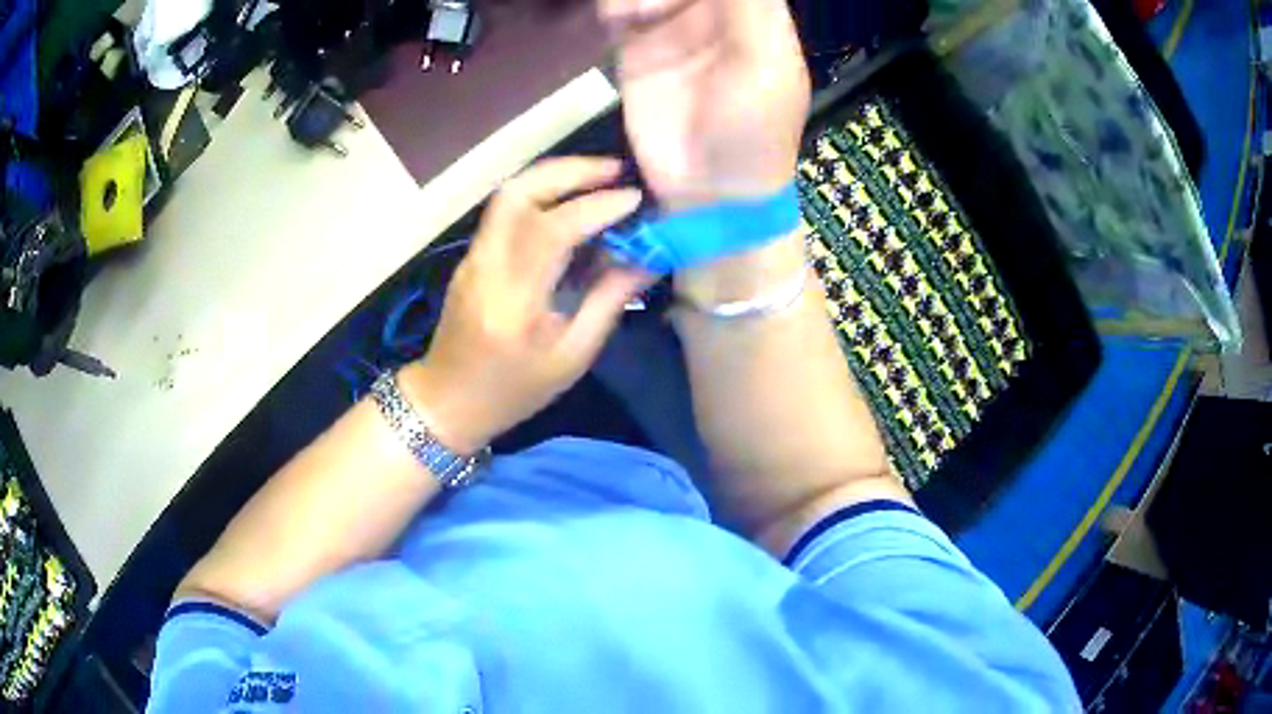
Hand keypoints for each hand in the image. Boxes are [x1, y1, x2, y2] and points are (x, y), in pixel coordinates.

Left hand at [402, 158, 650, 453]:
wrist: (447, 400)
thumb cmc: (513, 391)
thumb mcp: (571, 358)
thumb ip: (607, 303)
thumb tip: (645, 261)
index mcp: (513, 301)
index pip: (552, 231)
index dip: (596, 207)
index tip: (634, 199)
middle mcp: (486, 266)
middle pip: (518, 194)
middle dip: (569, 171)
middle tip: (614, 169)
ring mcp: (473, 257)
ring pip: (508, 195)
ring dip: (554, 176)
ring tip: (597, 177)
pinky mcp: (472, 256)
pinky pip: (506, 212)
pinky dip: (541, 195)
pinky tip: (570, 203)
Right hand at [601, 0, 810, 209]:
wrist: (708, 191)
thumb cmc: (752, 133)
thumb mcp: (764, 66)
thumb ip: (748, 9)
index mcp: (757, 17)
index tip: (688, 1)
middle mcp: (716, 15)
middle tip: (653, 9)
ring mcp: (674, 28)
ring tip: (634, 14)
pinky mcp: (639, 48)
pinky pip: (621, 10)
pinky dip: (614, 7)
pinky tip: (616, 20)